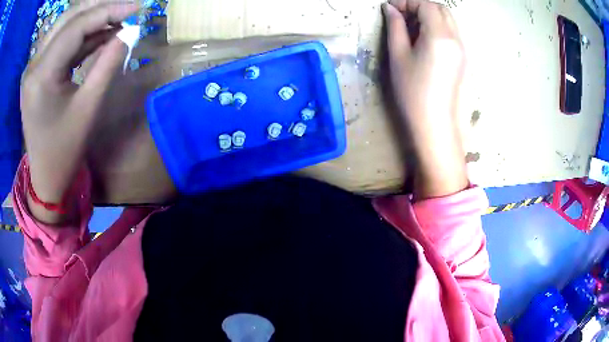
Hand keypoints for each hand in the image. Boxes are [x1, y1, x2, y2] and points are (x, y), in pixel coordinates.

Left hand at [21, 2, 137, 222]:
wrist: (46, 177)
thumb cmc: (65, 150)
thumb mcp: (89, 108)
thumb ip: (108, 64)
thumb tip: (128, 33)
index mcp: (41, 76)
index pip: (76, 26)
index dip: (109, 11)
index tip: (137, 7)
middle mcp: (34, 65)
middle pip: (68, 18)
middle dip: (100, 8)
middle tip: (127, 9)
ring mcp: (33, 67)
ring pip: (64, 25)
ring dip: (91, 18)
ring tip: (117, 20)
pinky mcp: (36, 71)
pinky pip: (60, 41)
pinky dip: (81, 34)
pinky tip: (99, 35)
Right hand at [383, 0, 468, 198]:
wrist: (435, 125)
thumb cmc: (413, 92)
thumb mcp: (398, 57)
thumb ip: (395, 28)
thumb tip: (390, 9)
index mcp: (440, 36)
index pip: (426, 6)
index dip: (407, 2)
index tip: (391, 8)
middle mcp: (455, 39)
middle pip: (441, 9)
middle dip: (420, 6)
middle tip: (401, 15)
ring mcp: (462, 49)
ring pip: (448, 20)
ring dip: (429, 16)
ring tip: (411, 27)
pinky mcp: (462, 59)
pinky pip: (451, 33)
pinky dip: (437, 27)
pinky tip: (424, 39)